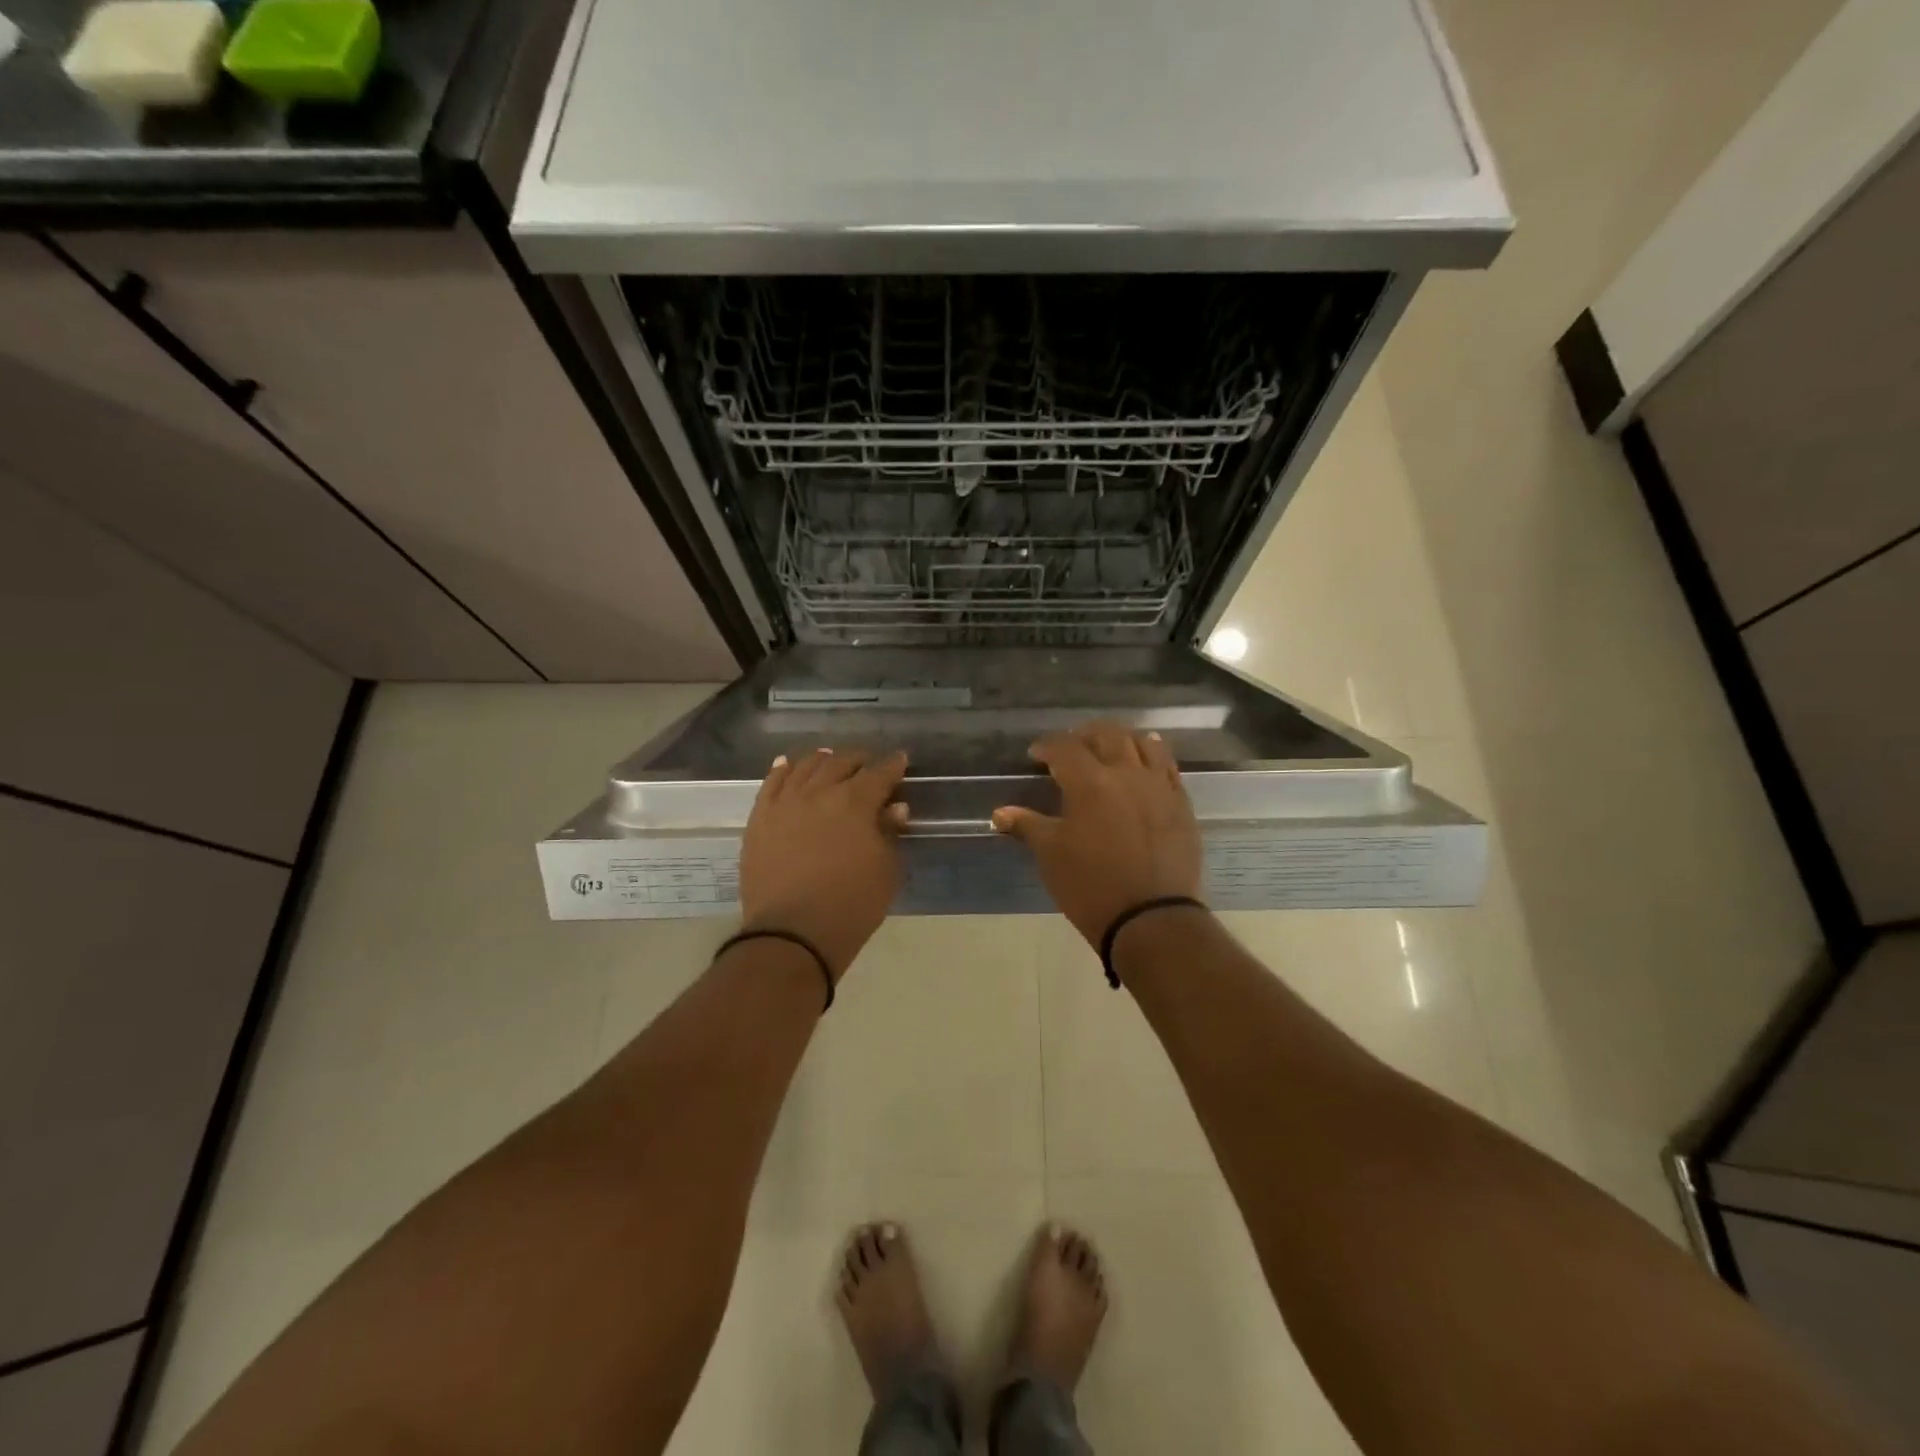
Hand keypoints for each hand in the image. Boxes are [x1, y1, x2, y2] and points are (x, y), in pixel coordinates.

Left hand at [739, 748, 909, 978]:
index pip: (879, 773)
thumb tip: (895, 807)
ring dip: (822, 760)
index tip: (901, 760)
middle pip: (841, 763)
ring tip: (830, 760)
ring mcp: (785, 803)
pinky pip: (771, 783)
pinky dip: (782, 769)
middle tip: (868, 766)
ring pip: (805, 767)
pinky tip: (788, 764)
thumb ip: (890, 833)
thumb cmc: (851, 905)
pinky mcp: (760, 818)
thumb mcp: (885, 871)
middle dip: (859, 760)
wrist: (792, 935)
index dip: (893, 765)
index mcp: (856, 802)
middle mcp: (819, 792)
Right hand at [990, 723, 1202, 949]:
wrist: (1151, 918)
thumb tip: (999, 813)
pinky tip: (1144, 764)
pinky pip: (1167, 766)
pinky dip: (1152, 756)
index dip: (1047, 746)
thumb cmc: (1091, 887)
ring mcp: (1158, 787)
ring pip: (1143, 743)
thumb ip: (1027, 826)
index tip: (1036, 755)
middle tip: (1072, 746)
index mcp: (1089, 783)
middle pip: (1107, 734)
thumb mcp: (1051, 856)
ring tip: (1110, 748)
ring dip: (1122, 739)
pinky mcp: (1181, 804)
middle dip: (1085, 734)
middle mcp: (1126, 774)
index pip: (1065, 747)